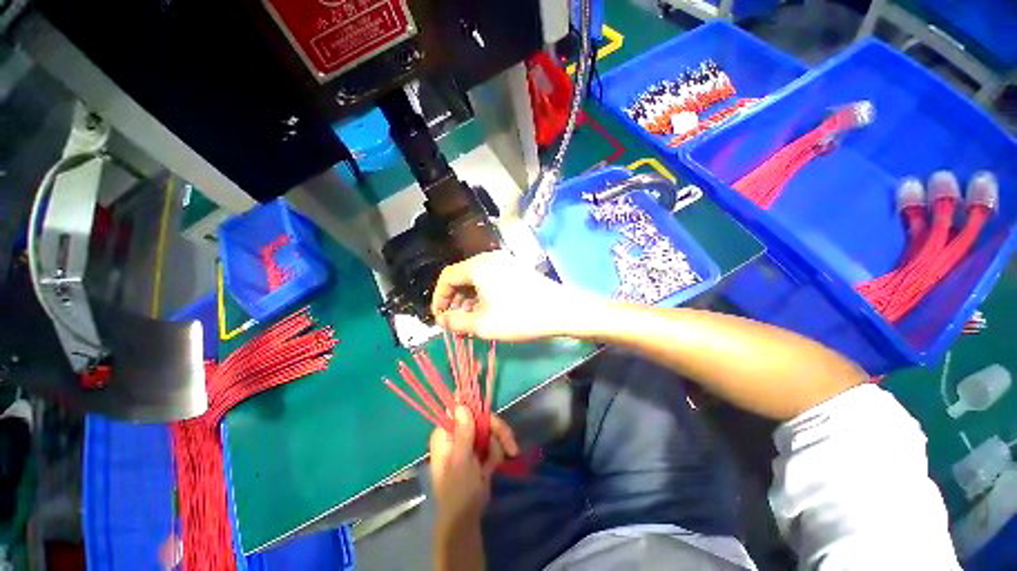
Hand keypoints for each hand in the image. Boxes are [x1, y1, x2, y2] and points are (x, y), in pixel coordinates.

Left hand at [429, 407, 518, 528]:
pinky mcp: (478, 449)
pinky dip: (496, 454)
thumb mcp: (461, 461)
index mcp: (445, 433)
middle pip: (481, 418)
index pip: (462, 409)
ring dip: (497, 446)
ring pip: (490, 429)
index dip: (478, 410)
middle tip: (511, 446)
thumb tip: (461, 406)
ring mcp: (468, 440)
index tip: (493, 420)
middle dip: (497, 432)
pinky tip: (491, 469)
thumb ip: (463, 433)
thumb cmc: (458, 491)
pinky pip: (493, 441)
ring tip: (493, 466)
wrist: (465, 518)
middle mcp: (456, 432)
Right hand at [431, 251, 597, 341]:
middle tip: (456, 323)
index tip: (440, 318)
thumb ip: (456, 322)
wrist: (562, 311)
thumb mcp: (483, 324)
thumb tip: (443, 320)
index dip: (439, 299)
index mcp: (478, 266)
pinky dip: (483, 295)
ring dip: (469, 300)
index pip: (447, 277)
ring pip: (477, 279)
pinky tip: (486, 311)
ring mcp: (505, 262)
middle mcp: (489, 259)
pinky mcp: (515, 270)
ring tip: (470, 321)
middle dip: (455, 301)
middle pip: (462, 277)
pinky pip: (490, 280)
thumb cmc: (520, 317)